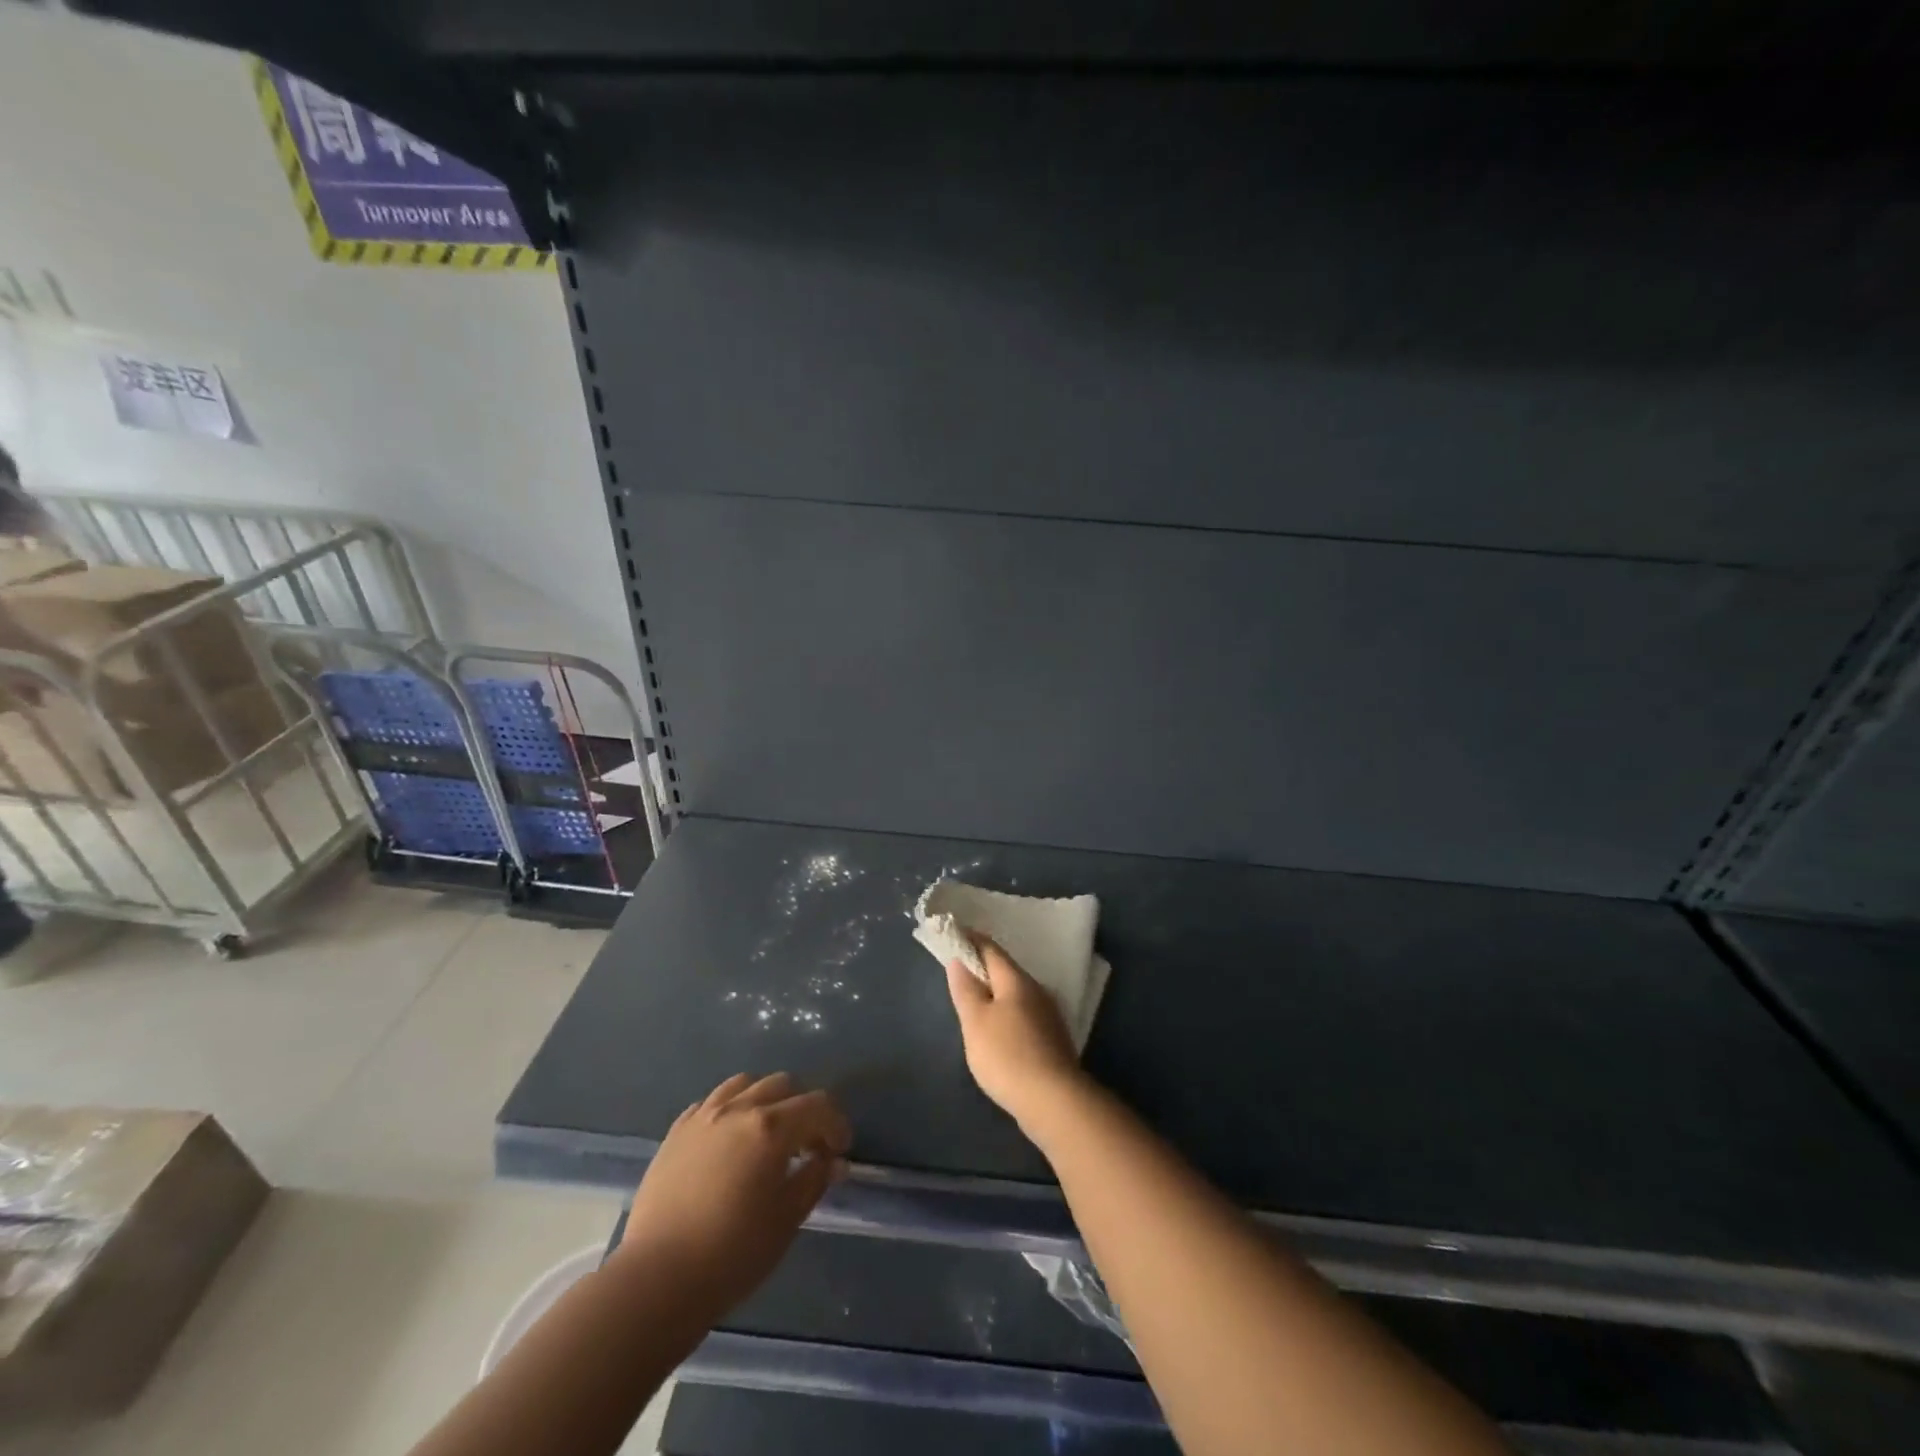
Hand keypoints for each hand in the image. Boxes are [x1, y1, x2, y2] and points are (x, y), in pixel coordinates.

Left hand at [615, 1072, 850, 1316]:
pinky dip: (730, 1110)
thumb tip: (833, 1161)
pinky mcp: (676, 1132)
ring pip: (745, 1084)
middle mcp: (739, 1108)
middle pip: (783, 1085)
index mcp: (772, 1127)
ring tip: (766, 1133)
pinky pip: (711, 1103)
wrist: (657, 1279)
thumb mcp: (786, 1219)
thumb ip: (814, 1180)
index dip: (836, 1124)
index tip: (839, 1151)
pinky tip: (729, 1140)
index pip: (817, 1105)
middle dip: (802, 1108)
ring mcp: (704, 1116)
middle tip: (806, 1143)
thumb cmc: (733, 1253)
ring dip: (765, 1100)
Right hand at [946, 937, 1088, 1128]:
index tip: (953, 934)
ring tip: (974, 1000)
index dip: (970, 939)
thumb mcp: (975, 1022)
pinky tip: (998, 1029)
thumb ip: (965, 989)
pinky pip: (1023, 1014)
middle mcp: (1036, 990)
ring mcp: (1048, 1015)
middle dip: (983, 967)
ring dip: (995, 992)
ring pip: (1016, 994)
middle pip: (1005, 970)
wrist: (1054, 1101)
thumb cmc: (1007, 1056)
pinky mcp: (1052, 1039)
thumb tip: (959, 960)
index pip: (990, 949)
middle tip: (959, 969)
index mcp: (1016, 980)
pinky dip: (1006, 1012)